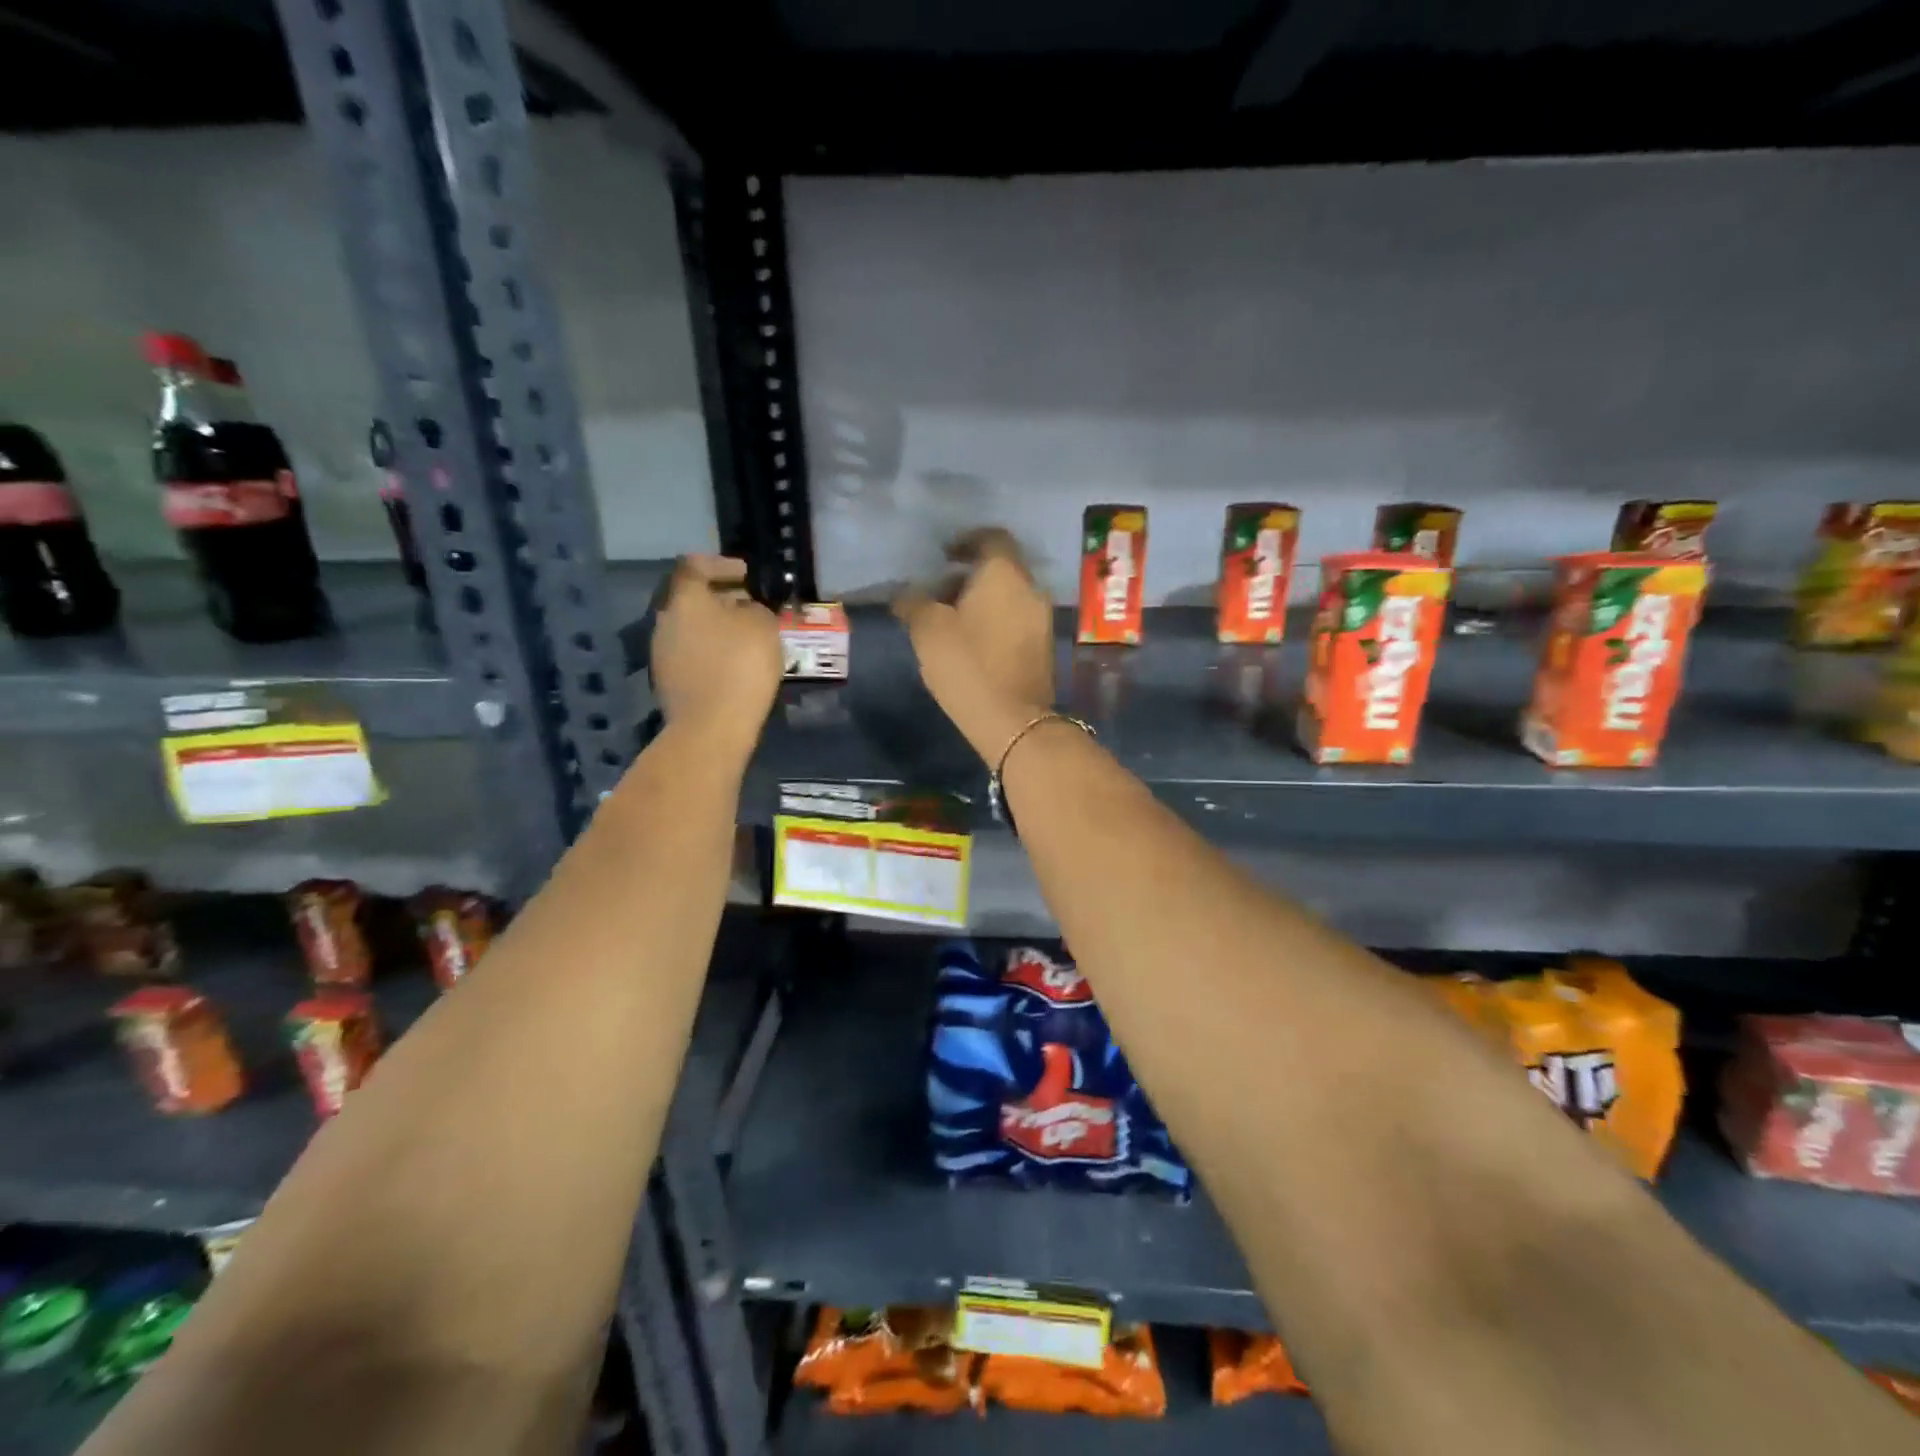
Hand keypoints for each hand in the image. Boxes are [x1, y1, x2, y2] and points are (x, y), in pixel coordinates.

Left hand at [651, 555, 781, 758]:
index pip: (695, 566)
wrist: (712, 726)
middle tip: (750, 604)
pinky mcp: (668, 682)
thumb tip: (746, 610)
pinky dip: (712, 651)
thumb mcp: (763, 627)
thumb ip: (755, 609)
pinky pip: (692, 655)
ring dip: (716, 627)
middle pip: (691, 599)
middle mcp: (666, 621)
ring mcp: (662, 653)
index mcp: (685, 599)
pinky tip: (734, 664)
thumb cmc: (741, 665)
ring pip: (691, 628)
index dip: (721, 565)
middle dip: (721, 598)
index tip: (745, 574)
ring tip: (746, 637)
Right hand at [895, 528, 1054, 761]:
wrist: (1014, 722)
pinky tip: (972, 644)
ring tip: (950, 623)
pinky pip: (1016, 620)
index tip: (943, 556)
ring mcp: (1042, 620)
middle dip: (969, 577)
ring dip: (981, 601)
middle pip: (1000, 569)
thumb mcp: (928, 630)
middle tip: (938, 595)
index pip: (992, 538)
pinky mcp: (1044, 647)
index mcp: (1005, 574)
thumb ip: (915, 603)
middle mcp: (1030, 589)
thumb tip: (906, 594)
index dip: (966, 541)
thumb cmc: (968, 666)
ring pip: (1009, 596)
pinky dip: (995, 621)